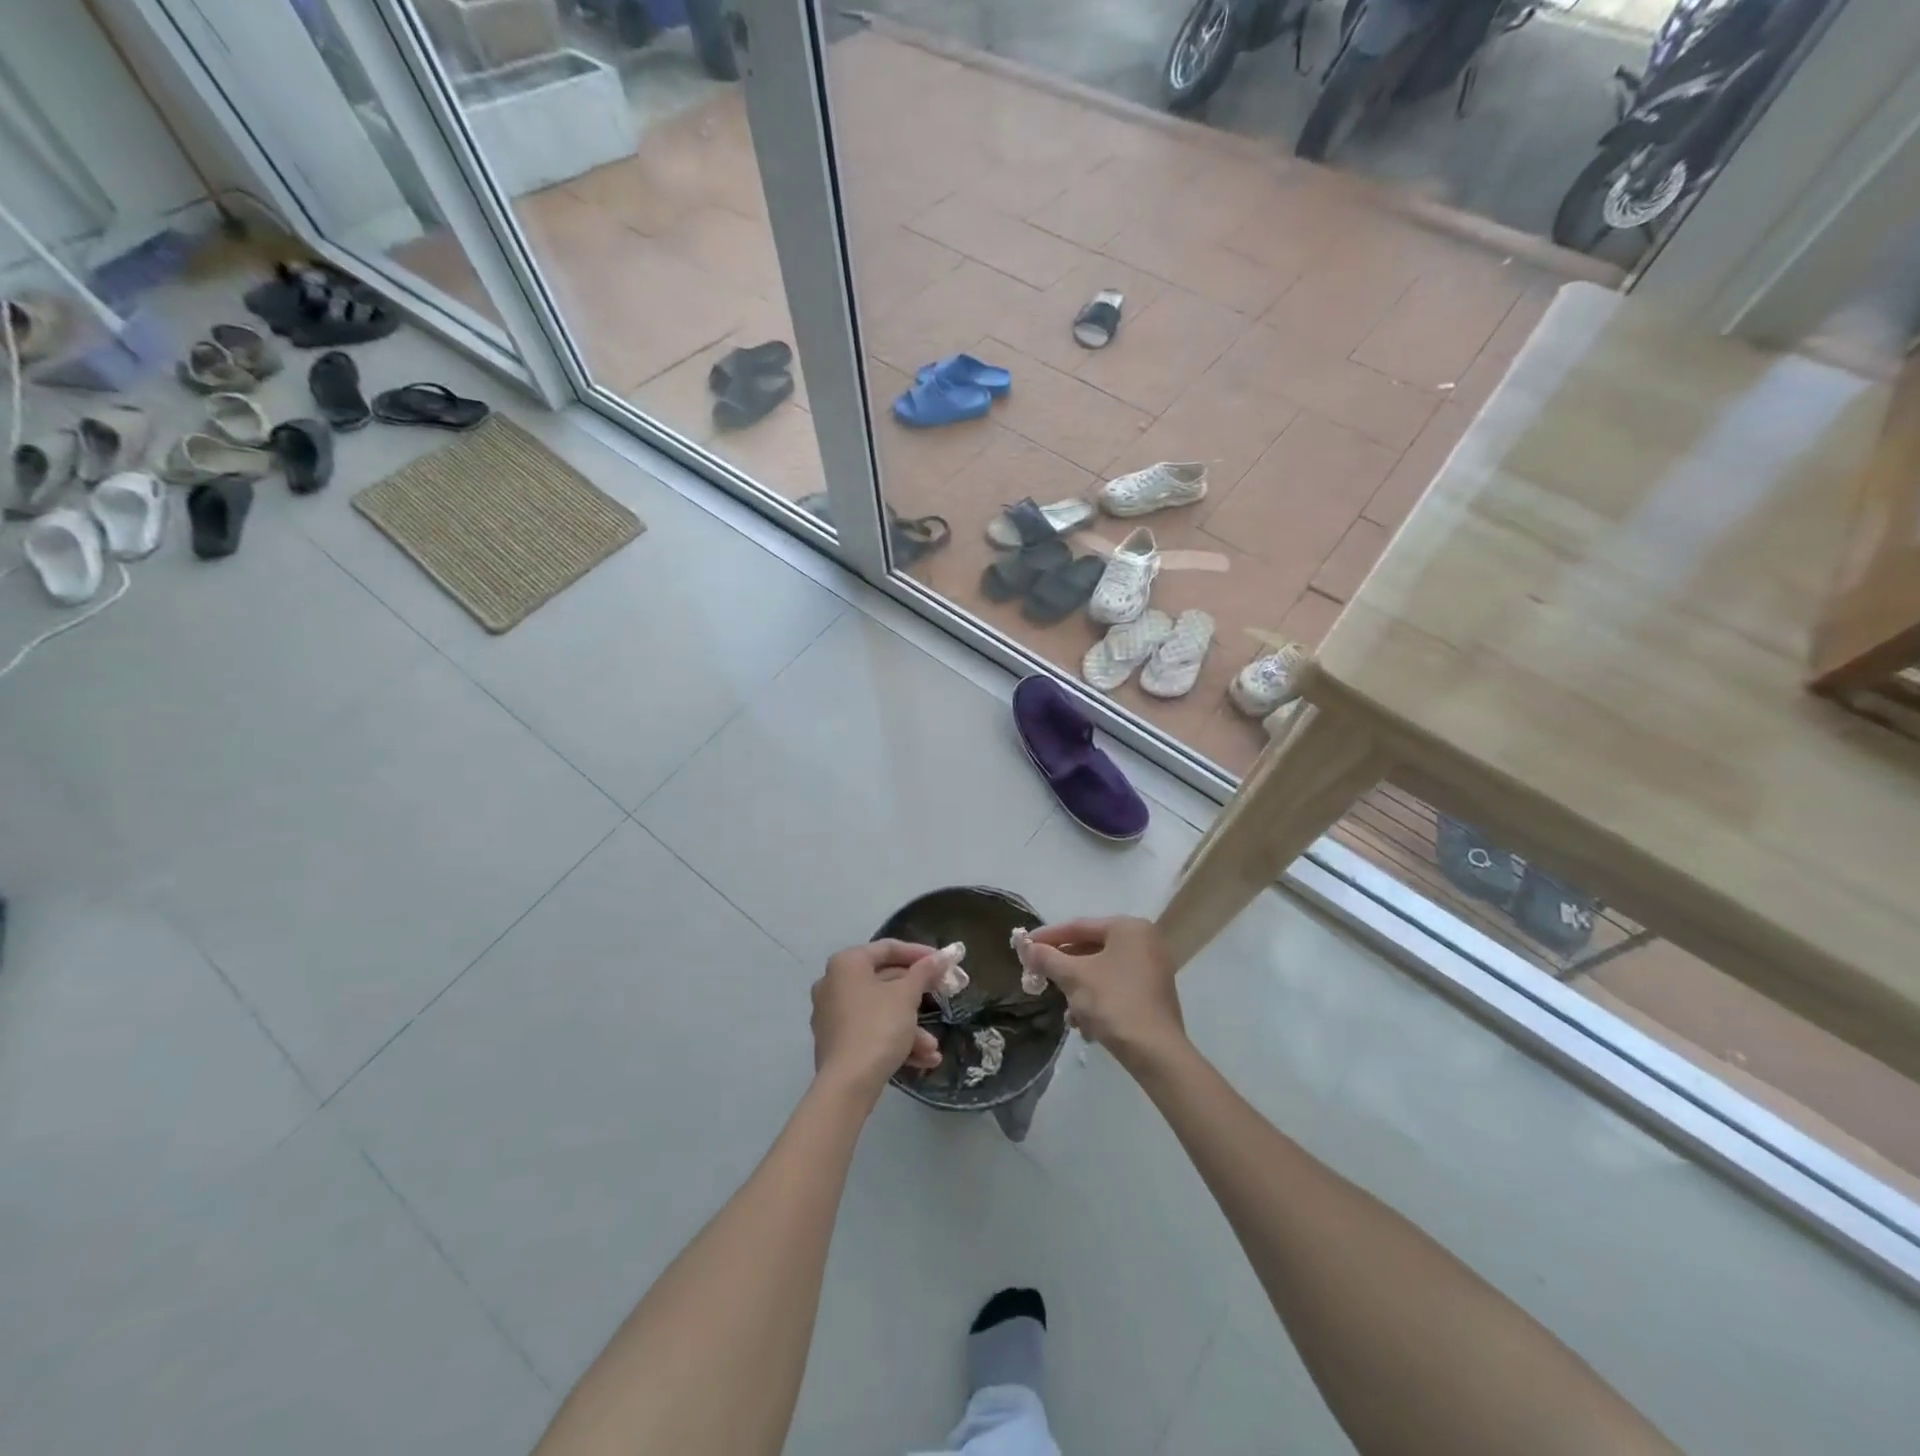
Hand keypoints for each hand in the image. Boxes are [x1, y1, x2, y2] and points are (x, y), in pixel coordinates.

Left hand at [810, 940, 946, 1099]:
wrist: (847, 1085)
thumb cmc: (878, 1027)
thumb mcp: (907, 996)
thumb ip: (925, 971)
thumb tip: (944, 955)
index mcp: (847, 963)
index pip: (888, 948)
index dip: (919, 953)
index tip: (943, 961)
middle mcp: (834, 983)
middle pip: (884, 981)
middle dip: (918, 996)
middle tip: (943, 996)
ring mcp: (832, 1014)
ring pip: (880, 1011)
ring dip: (910, 1027)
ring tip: (934, 1047)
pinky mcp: (835, 1042)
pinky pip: (870, 1031)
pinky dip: (894, 1040)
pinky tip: (922, 1059)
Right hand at [1025, 917, 1184, 1069]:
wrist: (1155, 1052)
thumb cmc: (1113, 1003)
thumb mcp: (1074, 977)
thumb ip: (1047, 958)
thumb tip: (1026, 946)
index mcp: (1128, 928)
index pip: (1078, 926)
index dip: (1048, 936)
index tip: (1024, 945)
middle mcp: (1144, 941)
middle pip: (1091, 947)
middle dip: (1063, 965)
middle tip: (1038, 973)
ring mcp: (1152, 967)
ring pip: (1102, 969)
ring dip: (1078, 986)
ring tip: (1062, 1005)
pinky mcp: (1153, 993)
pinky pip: (1116, 985)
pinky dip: (1096, 997)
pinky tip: (1083, 1021)